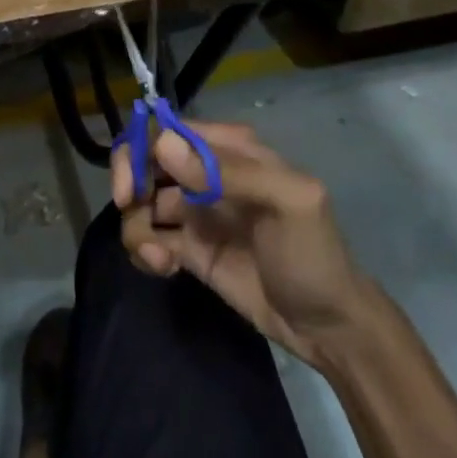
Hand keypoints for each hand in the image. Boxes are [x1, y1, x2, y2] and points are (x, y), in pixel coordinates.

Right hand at [115, 121, 369, 368]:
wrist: (327, 327)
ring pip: (140, 202)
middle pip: (145, 160)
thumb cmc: (312, 254)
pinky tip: (164, 269)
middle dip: (129, 186)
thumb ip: (229, 172)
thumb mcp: (288, 203)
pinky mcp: (186, 248)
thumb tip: (162, 146)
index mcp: (230, 149)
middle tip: (133, 217)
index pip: (169, 130)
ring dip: (137, 228)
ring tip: (159, 260)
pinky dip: (144, 250)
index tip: (130, 189)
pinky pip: (147, 237)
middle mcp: (205, 172)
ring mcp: (193, 211)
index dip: (140, 150)